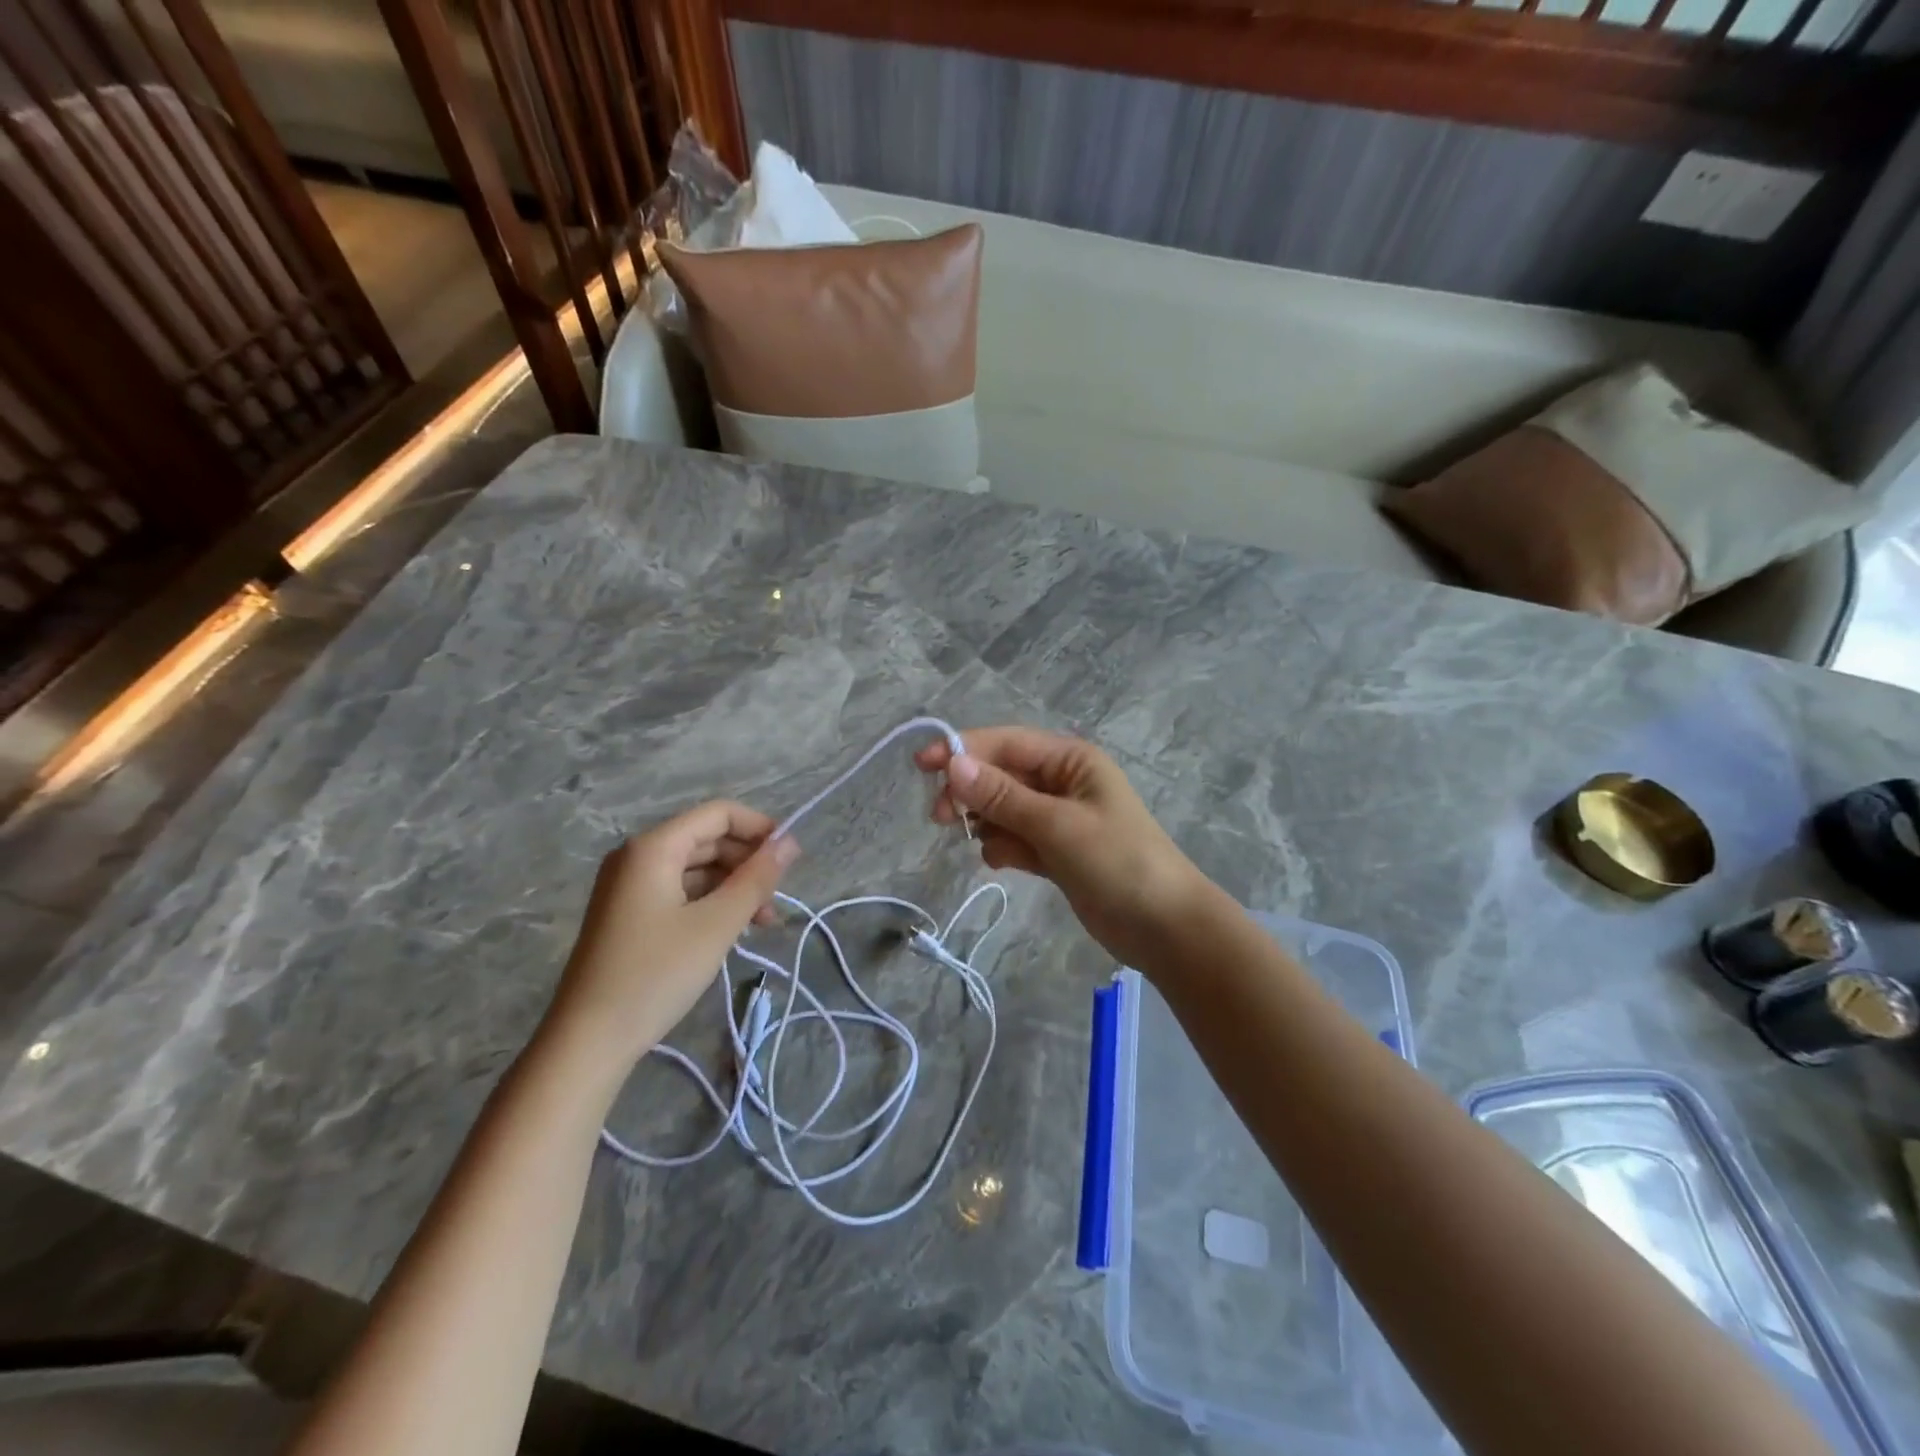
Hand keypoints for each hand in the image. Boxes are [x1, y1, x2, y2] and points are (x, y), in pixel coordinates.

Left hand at [541, 802, 799, 1073]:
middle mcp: (638, 856)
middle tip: (779, 897)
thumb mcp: (717, 924)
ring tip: (764, 921)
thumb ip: (757, 878)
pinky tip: (734, 929)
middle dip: (748, 862)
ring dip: (734, 887)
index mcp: (654, 848)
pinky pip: (681, 892)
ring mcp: (630, 886)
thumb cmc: (656, 974)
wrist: (587, 1041)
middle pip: (708, 839)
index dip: (759, 828)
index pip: (718, 814)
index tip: (791, 858)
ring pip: (697, 869)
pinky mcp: (630, 914)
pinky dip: (712, 903)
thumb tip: (790, 842)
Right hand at [916, 727, 1211, 968]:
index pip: (1007, 743)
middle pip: (1001, 775)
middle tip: (942, 818)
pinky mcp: (1055, 852)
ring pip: (1003, 809)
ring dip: (987, 823)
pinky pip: (1014, 838)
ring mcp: (1058, 818)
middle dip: (971, 792)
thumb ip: (1003, 797)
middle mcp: (1062, 782)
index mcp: (1071, 760)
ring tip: (984, 846)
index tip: (922, 765)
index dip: (963, 750)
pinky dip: (1003, 847)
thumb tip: (953, 765)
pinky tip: (1003, 862)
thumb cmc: (1117, 862)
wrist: (1164, 927)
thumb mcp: (1057, 825)